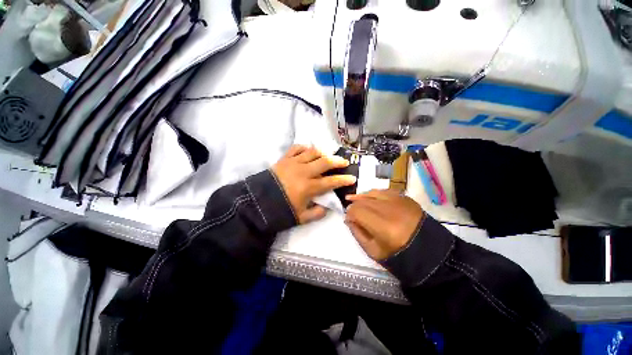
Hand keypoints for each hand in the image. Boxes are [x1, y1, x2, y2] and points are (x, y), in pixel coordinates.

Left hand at [272, 145, 356, 223]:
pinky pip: (297, 148)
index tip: (352, 178)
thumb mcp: (301, 217)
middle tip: (344, 162)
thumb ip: (317, 213)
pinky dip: (305, 148)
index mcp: (308, 187)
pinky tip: (309, 151)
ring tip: (327, 156)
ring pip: (313, 152)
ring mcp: (293, 163)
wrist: (258, 202)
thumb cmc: (280, 210)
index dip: (343, 180)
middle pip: (324, 162)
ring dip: (323, 153)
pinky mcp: (284, 159)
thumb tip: (327, 207)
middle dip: (337, 161)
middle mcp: (303, 172)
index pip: (331, 182)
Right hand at [345, 189, 424, 259]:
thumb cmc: (398, 254)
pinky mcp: (404, 197)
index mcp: (382, 226)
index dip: (349, 214)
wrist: (427, 250)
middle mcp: (390, 209)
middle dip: (354, 206)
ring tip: (355, 200)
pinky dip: (374, 193)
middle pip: (363, 201)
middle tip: (352, 212)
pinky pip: (383, 191)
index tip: (349, 219)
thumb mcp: (372, 251)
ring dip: (362, 197)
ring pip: (372, 193)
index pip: (357, 211)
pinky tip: (370, 197)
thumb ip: (357, 233)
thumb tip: (349, 219)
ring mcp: (398, 200)